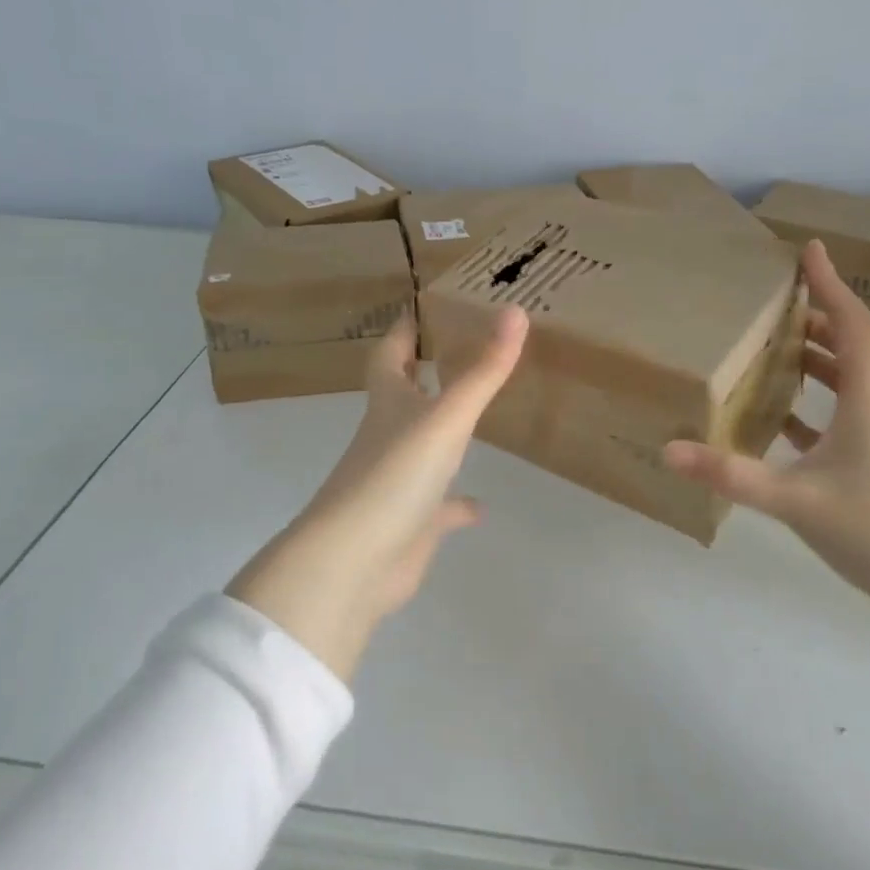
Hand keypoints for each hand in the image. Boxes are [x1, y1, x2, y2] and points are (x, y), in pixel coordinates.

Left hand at [227, 307, 528, 680]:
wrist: (354, 563)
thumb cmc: (395, 475)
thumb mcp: (446, 417)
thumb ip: (483, 370)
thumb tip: (516, 310)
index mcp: (390, 404)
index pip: (391, 354)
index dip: (404, 329)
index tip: (422, 306)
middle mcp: (389, 436)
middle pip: (403, 395)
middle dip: (423, 372)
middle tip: (459, 350)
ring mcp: (398, 482)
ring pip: (422, 448)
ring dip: (443, 434)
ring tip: (476, 417)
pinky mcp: (410, 524)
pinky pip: (439, 509)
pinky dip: (457, 505)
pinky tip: (481, 507)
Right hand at [663, 240, 869, 634]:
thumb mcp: (797, 500)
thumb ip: (732, 474)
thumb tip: (669, 449)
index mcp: (867, 398)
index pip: (851, 324)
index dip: (830, 284)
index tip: (810, 248)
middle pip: (851, 346)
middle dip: (817, 316)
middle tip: (777, 300)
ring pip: (847, 382)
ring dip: (816, 360)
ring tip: (774, 347)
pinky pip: (839, 420)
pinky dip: (812, 409)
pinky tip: (781, 420)